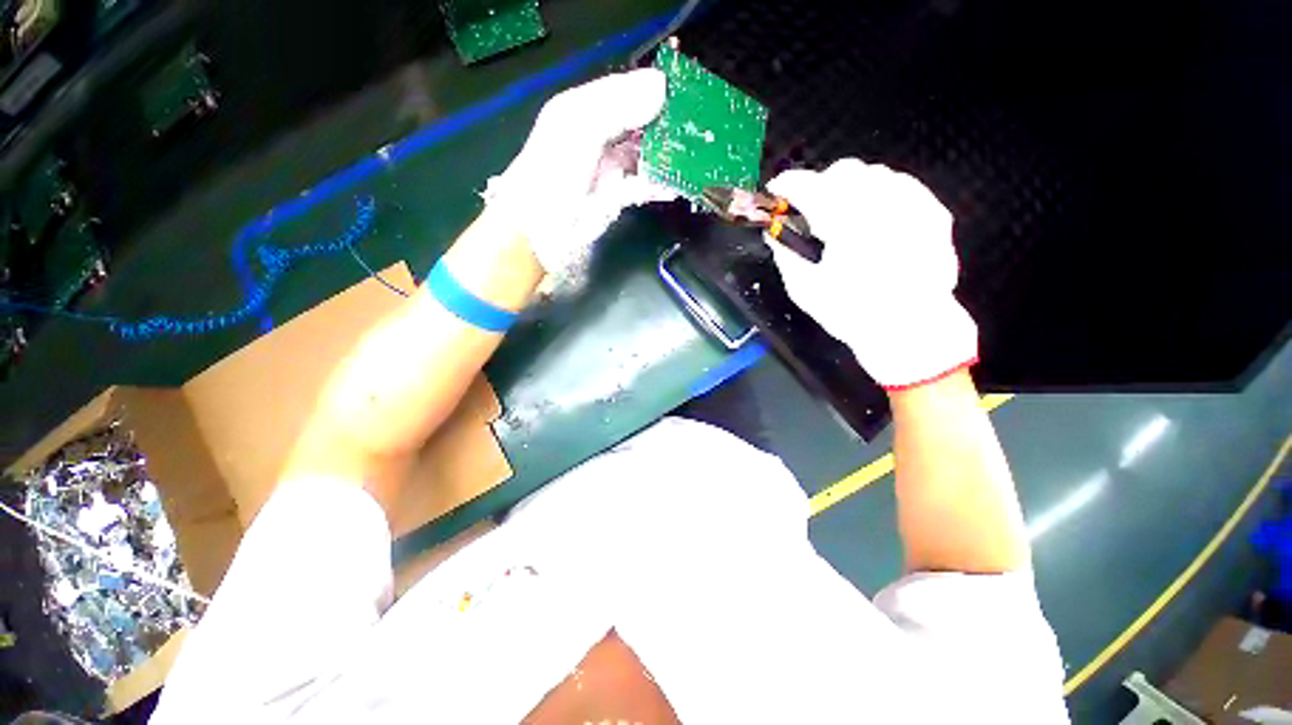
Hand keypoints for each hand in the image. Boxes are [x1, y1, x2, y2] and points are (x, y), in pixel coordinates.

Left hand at [484, 68, 675, 278]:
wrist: (540, 231)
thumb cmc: (552, 174)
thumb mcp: (579, 128)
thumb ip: (618, 105)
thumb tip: (661, 85)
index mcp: (584, 109)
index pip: (626, 90)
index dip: (654, 90)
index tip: (687, 93)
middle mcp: (598, 135)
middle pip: (639, 123)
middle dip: (666, 123)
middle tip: (697, 127)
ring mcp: (608, 168)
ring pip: (644, 154)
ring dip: (666, 155)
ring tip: (694, 155)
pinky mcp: (616, 196)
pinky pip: (643, 184)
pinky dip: (659, 184)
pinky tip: (678, 184)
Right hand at [766, 158, 977, 389]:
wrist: (911, 329)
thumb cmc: (851, 312)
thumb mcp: (805, 288)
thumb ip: (785, 254)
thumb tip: (774, 233)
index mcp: (844, 220)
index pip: (807, 186)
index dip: (786, 185)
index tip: (776, 193)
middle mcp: (880, 201)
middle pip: (843, 171)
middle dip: (820, 185)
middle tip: (811, 213)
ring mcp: (913, 203)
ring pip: (873, 174)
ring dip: (850, 189)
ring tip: (844, 218)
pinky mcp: (933, 212)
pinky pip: (901, 186)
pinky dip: (880, 196)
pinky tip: (874, 220)